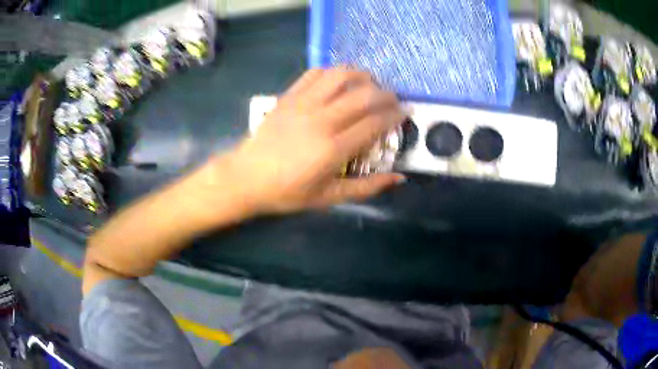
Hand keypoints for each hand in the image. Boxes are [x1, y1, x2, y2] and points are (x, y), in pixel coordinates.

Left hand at [227, 68, 405, 213]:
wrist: (246, 177)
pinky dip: (333, 72)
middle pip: (363, 95)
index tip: (406, 111)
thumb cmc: (287, 192)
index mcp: (333, 149)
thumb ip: (366, 188)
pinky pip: (315, 73)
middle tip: (393, 99)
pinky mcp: (289, 96)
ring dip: (361, 75)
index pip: (374, 123)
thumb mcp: (328, 197)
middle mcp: (321, 120)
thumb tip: (398, 179)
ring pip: (340, 76)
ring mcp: (303, 104)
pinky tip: (339, 80)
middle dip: (386, 93)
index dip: (395, 115)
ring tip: (370, 83)